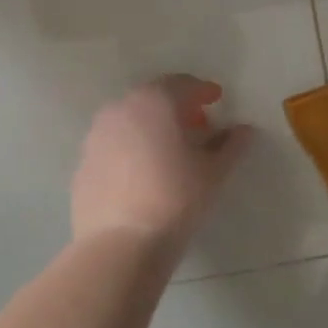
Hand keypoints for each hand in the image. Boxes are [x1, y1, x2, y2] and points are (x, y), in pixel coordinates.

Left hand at [70, 76, 254, 248]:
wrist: (119, 243)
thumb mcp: (213, 173)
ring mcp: (96, 135)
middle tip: (197, 126)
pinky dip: (131, 148)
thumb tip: (244, 130)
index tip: (217, 99)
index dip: (203, 91)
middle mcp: (120, 109)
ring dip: (151, 127)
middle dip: (177, 108)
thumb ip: (231, 146)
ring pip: (129, 120)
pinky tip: (144, 173)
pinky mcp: (83, 162)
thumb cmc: (175, 199)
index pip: (182, 84)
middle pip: (153, 98)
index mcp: (153, 102)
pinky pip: (113, 145)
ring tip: (170, 151)